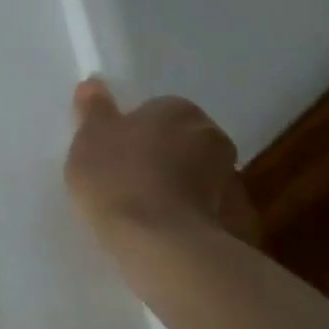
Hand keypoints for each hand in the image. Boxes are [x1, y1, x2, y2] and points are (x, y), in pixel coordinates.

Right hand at [64, 78, 259, 246]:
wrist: (163, 245)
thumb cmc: (117, 178)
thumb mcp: (89, 138)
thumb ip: (93, 109)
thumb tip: (95, 83)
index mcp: (178, 111)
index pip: (156, 110)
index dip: (132, 130)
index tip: (113, 151)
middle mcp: (213, 137)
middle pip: (182, 141)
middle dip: (162, 155)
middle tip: (126, 178)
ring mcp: (233, 181)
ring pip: (199, 176)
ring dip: (180, 187)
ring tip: (145, 212)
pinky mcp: (240, 223)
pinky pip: (210, 211)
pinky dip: (193, 217)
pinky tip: (166, 233)